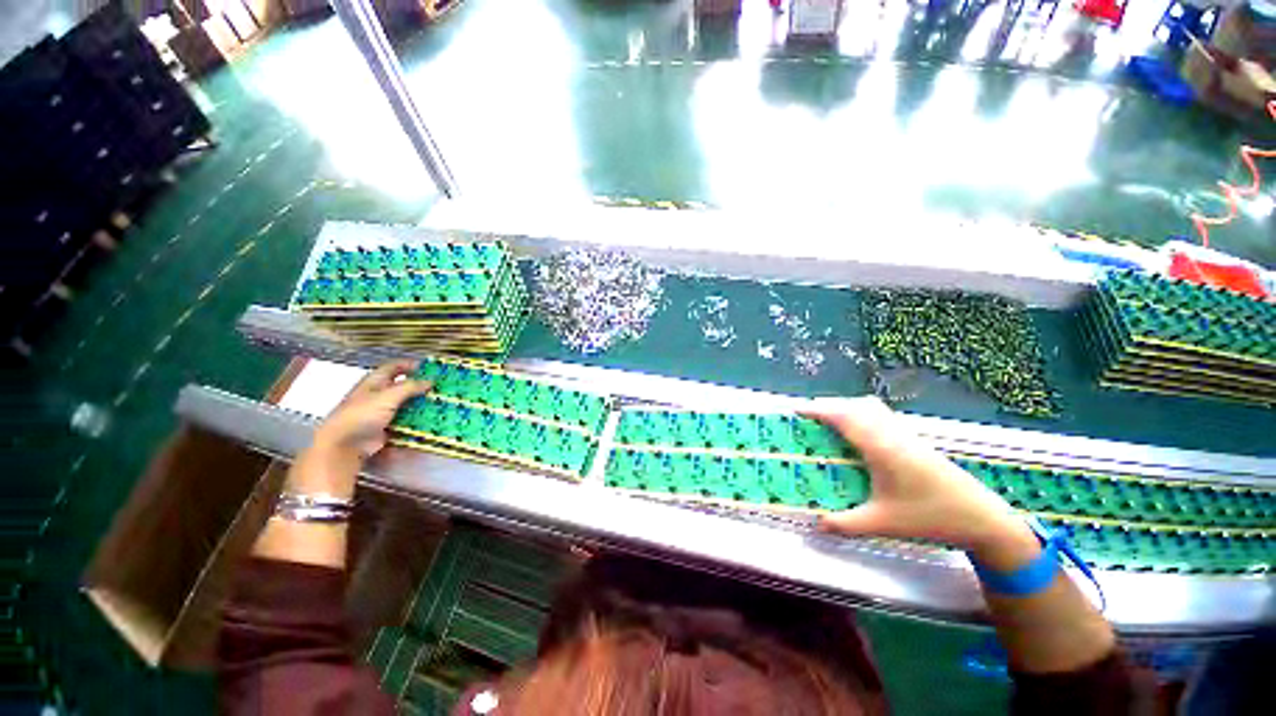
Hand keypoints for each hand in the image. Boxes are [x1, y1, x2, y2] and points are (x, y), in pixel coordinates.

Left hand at [289, 361, 430, 496]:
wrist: (344, 445)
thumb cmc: (361, 415)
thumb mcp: (387, 396)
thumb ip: (410, 387)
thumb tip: (430, 381)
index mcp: (374, 382)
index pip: (394, 367)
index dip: (410, 365)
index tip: (428, 368)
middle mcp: (378, 395)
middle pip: (402, 386)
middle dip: (419, 386)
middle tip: (438, 387)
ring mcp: (382, 412)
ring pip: (405, 404)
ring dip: (420, 404)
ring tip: (438, 403)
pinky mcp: (386, 427)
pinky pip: (405, 420)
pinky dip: (416, 420)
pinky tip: (429, 420)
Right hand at [802, 397, 1039, 567]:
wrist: (984, 519)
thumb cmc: (931, 518)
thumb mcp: (883, 524)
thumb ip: (846, 524)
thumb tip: (816, 525)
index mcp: (881, 448)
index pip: (843, 417)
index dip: (818, 409)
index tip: (796, 410)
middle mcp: (892, 434)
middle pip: (855, 406)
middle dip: (828, 406)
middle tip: (808, 417)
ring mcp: (907, 435)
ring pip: (871, 408)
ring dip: (847, 408)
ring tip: (829, 421)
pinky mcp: (916, 441)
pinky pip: (883, 416)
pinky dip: (863, 414)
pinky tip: (860, 433)